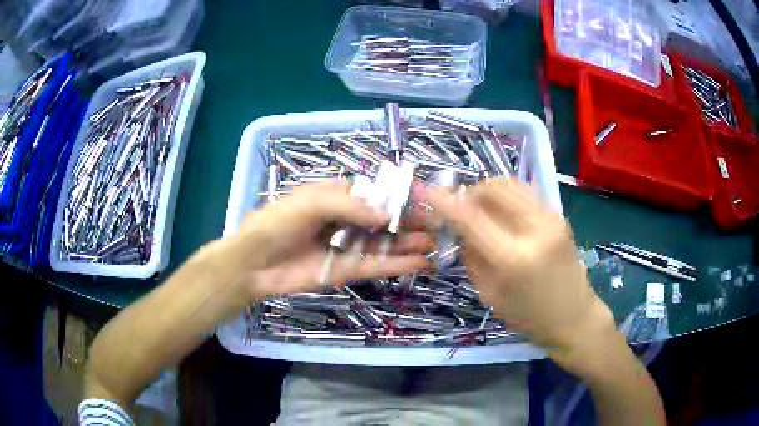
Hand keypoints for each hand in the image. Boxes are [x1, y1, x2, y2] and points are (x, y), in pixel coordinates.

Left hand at [223, 179, 430, 300]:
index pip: (373, 193)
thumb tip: (384, 213)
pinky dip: (398, 264)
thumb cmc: (276, 223)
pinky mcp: (346, 270)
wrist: (253, 263)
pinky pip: (376, 265)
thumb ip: (347, 205)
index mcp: (334, 197)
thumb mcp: (308, 203)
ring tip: (437, 244)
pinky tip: (421, 263)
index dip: (397, 196)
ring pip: (384, 243)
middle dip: (410, 222)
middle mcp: (345, 220)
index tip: (424, 198)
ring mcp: (347, 246)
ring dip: (410, 244)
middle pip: (383, 220)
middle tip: (439, 225)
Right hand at [426, 178, 614, 370]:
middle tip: (459, 209)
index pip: (472, 218)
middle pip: (493, 189)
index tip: (428, 192)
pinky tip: (501, 212)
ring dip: (487, 191)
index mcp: (513, 258)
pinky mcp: (558, 215)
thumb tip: (458, 228)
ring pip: (510, 184)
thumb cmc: (529, 317)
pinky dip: (505, 196)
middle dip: (469, 193)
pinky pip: (524, 192)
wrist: (574, 316)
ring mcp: (550, 218)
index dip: (446, 202)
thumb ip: (472, 257)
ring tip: (479, 209)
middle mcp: (535, 229)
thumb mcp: (490, 294)